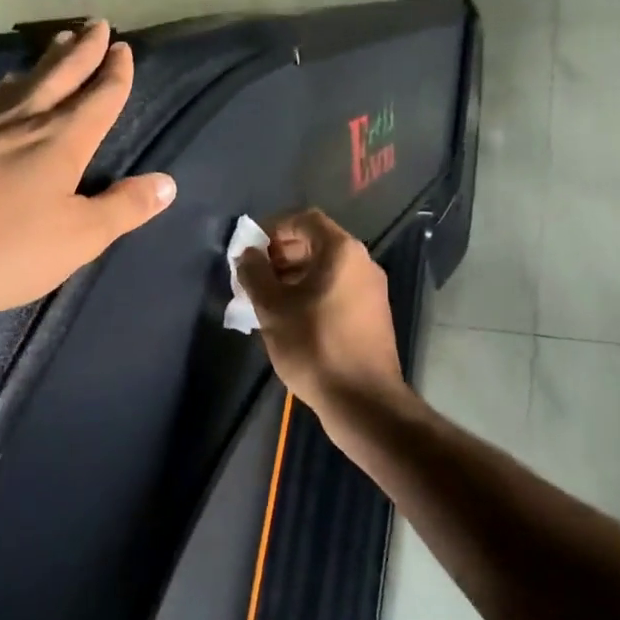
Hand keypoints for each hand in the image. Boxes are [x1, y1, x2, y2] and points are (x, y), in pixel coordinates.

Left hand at [0, 20, 176, 317]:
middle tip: (95, 23)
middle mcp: (21, 123)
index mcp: (60, 141)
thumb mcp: (76, 238)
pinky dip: (8, 90)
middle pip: (58, 75)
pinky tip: (0, 99)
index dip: (114, 73)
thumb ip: (123, 209)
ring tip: (53, 46)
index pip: (97, 97)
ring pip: (21, 85)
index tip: (123, 46)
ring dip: (44, 62)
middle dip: (81, 50)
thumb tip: (167, 183)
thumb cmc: (1, 246)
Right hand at [236, 210, 406, 416]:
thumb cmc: (314, 346)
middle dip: (281, 254)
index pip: (305, 219)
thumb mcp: (273, 309)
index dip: (274, 227)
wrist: (362, 400)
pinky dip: (312, 292)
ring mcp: (371, 290)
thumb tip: (247, 254)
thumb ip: (255, 274)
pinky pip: (337, 289)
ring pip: (327, 269)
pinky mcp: (372, 314)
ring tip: (266, 299)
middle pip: (317, 242)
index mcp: (342, 252)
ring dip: (294, 276)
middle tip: (254, 276)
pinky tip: (290, 317)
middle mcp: (362, 263)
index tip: (251, 248)